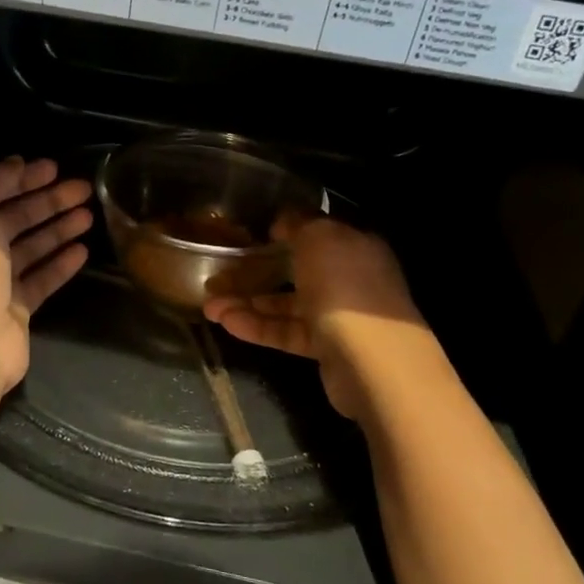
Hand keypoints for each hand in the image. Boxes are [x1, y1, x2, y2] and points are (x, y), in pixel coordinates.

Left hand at [0, 156, 92, 394]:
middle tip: (84, 188)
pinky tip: (82, 250)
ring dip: (59, 229)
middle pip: (15, 219)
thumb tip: (15, 163)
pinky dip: (60, 264)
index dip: (21, 178)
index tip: (55, 167)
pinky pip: (41, 279)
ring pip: (32, 248)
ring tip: (90, 214)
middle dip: (48, 201)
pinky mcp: (16, 309)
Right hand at [203, 216, 423, 419]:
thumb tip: (283, 222)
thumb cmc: (345, 286)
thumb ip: (299, 223)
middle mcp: (350, 278)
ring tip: (210, 306)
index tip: (252, 234)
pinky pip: (287, 332)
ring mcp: (340, 315)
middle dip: (256, 271)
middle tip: (219, 274)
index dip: (285, 231)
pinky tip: (226, 323)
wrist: (373, 361)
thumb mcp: (319, 237)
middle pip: (297, 270)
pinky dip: (258, 327)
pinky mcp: (327, 348)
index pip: (318, 233)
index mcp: (355, 246)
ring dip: (249, 303)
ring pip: (287, 304)